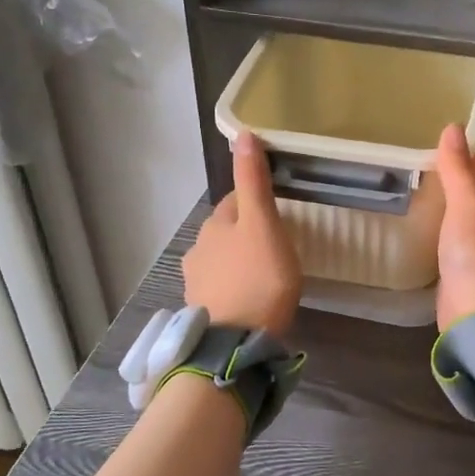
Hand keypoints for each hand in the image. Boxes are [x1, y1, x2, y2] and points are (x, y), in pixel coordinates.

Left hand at [182, 132, 301, 335]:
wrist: (236, 342)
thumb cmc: (258, 279)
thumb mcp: (263, 224)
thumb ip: (254, 182)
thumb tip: (242, 133)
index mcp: (215, 224)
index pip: (235, 200)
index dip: (256, 201)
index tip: (277, 211)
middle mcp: (199, 248)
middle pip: (226, 231)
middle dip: (246, 232)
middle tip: (276, 245)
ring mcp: (197, 281)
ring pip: (221, 260)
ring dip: (238, 261)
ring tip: (264, 276)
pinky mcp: (202, 309)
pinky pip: (220, 288)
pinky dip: (233, 287)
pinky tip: (249, 299)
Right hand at [434, 123, 474, 330]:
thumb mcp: (465, 202)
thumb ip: (458, 168)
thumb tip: (453, 127)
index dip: (466, 155)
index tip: (441, 142)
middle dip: (455, 181)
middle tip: (422, 167)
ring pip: (463, 222)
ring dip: (447, 210)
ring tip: (417, 197)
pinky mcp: (464, 276)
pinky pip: (451, 246)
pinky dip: (440, 236)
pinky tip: (423, 235)